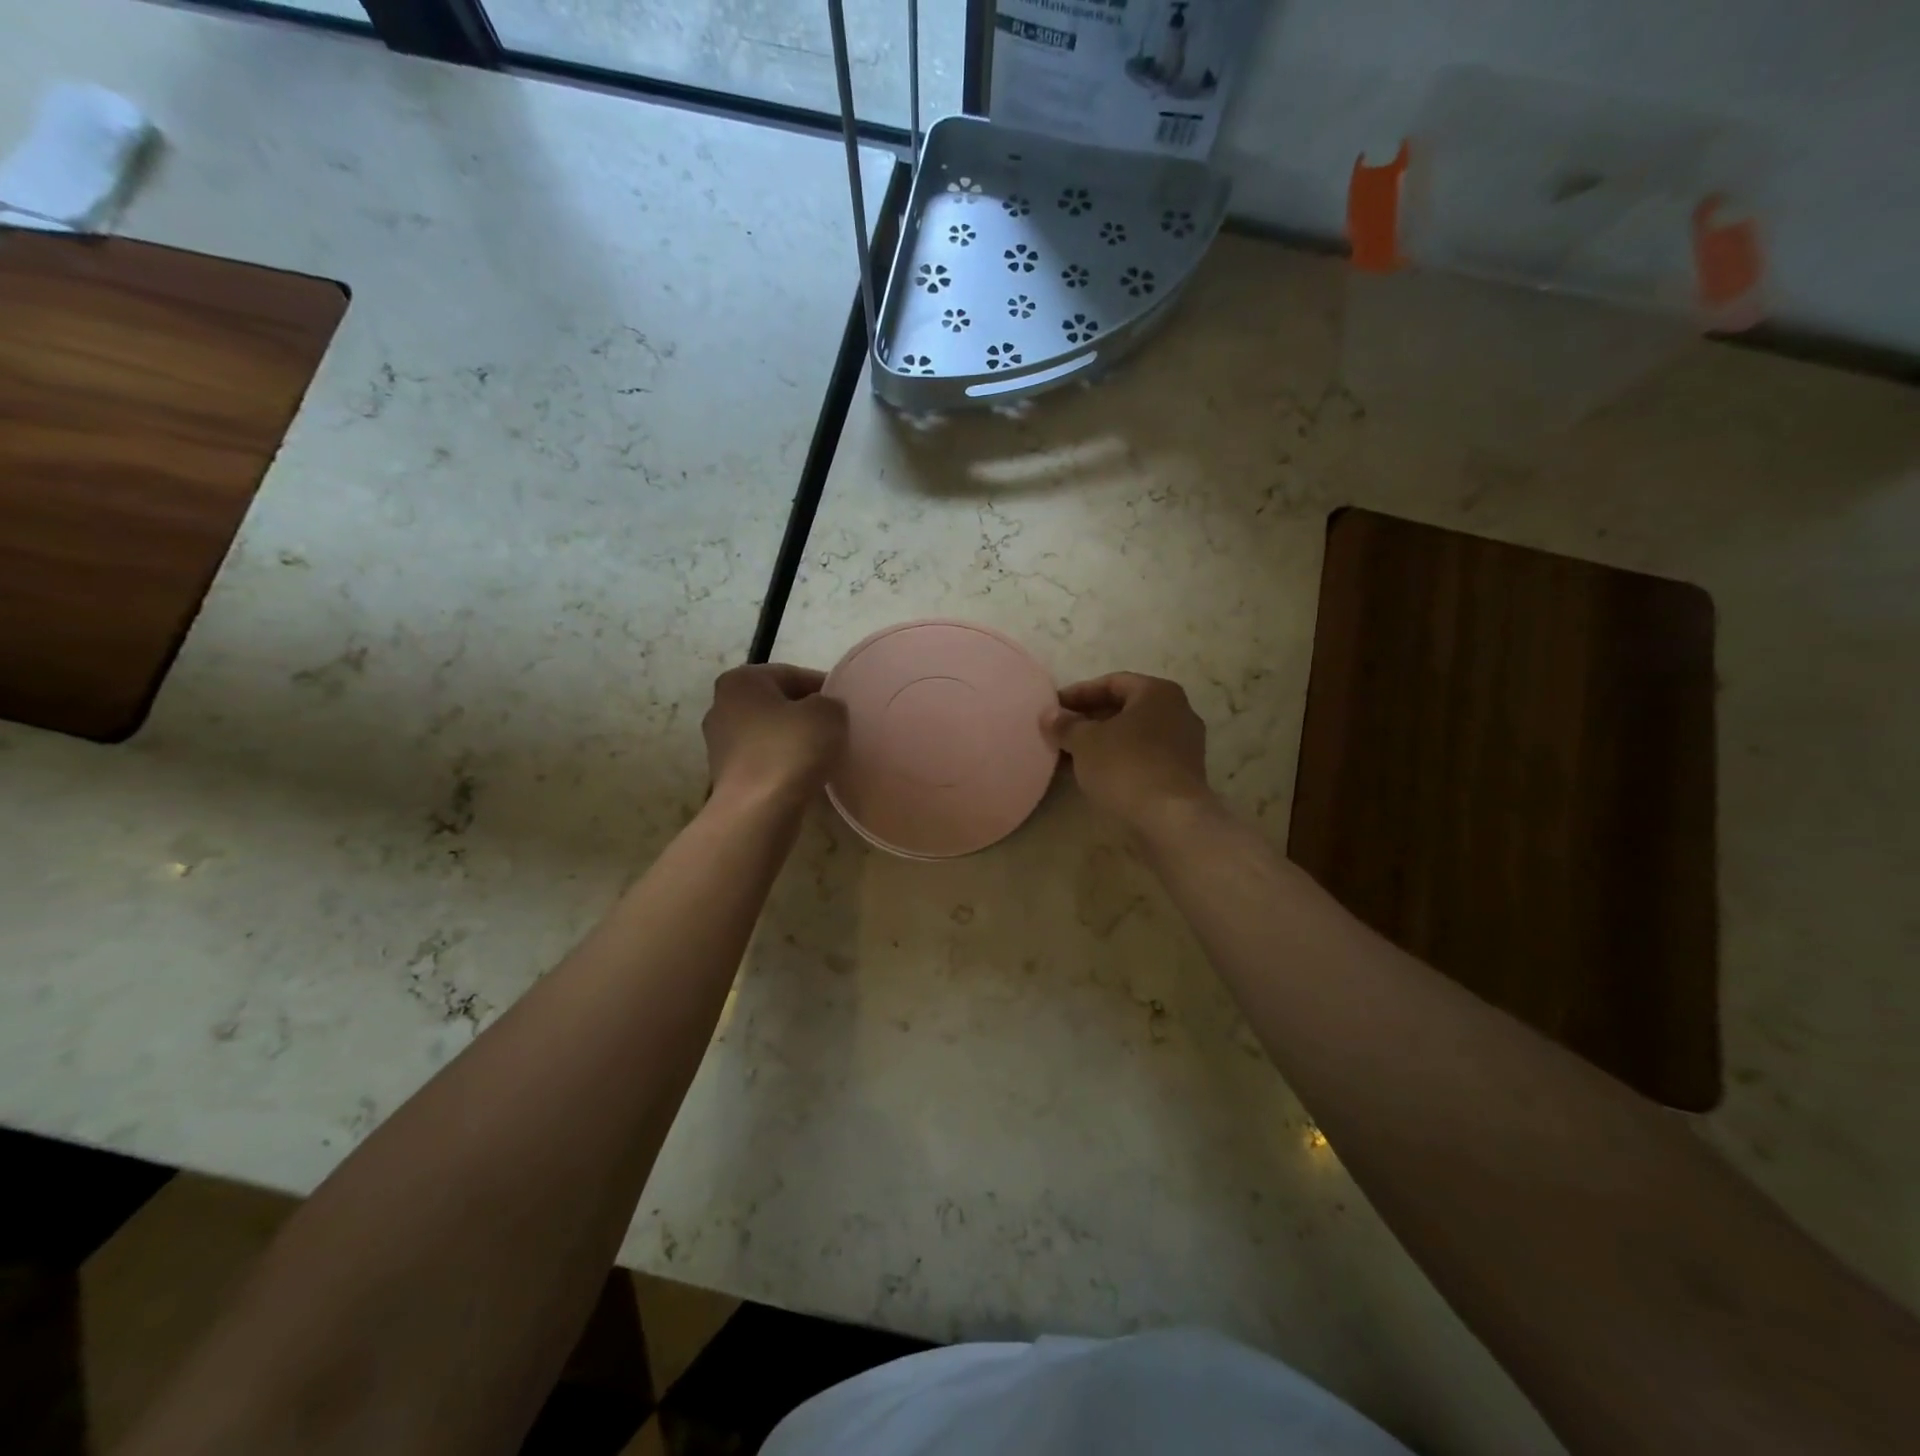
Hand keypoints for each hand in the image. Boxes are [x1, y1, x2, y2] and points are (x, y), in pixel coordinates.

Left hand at [702, 664, 847, 809]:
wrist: (758, 810)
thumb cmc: (791, 749)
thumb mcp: (828, 713)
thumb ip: (830, 703)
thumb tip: (824, 711)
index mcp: (741, 680)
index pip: (793, 675)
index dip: (825, 688)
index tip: (846, 706)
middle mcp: (722, 706)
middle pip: (778, 704)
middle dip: (806, 715)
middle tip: (837, 729)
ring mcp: (720, 744)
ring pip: (770, 734)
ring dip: (795, 741)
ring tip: (825, 755)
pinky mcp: (726, 776)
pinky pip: (764, 761)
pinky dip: (784, 765)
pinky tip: (806, 776)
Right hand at [1043, 672, 1213, 832]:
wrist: (1170, 818)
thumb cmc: (1126, 766)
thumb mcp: (1085, 742)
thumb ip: (1066, 725)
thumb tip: (1050, 715)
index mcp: (1158, 692)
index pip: (1113, 682)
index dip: (1079, 693)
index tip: (1054, 706)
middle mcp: (1178, 711)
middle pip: (1126, 708)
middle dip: (1091, 718)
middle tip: (1061, 730)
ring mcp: (1185, 744)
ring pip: (1135, 734)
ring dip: (1103, 741)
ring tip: (1072, 753)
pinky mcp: (1183, 773)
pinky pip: (1144, 756)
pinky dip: (1119, 759)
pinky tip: (1095, 773)